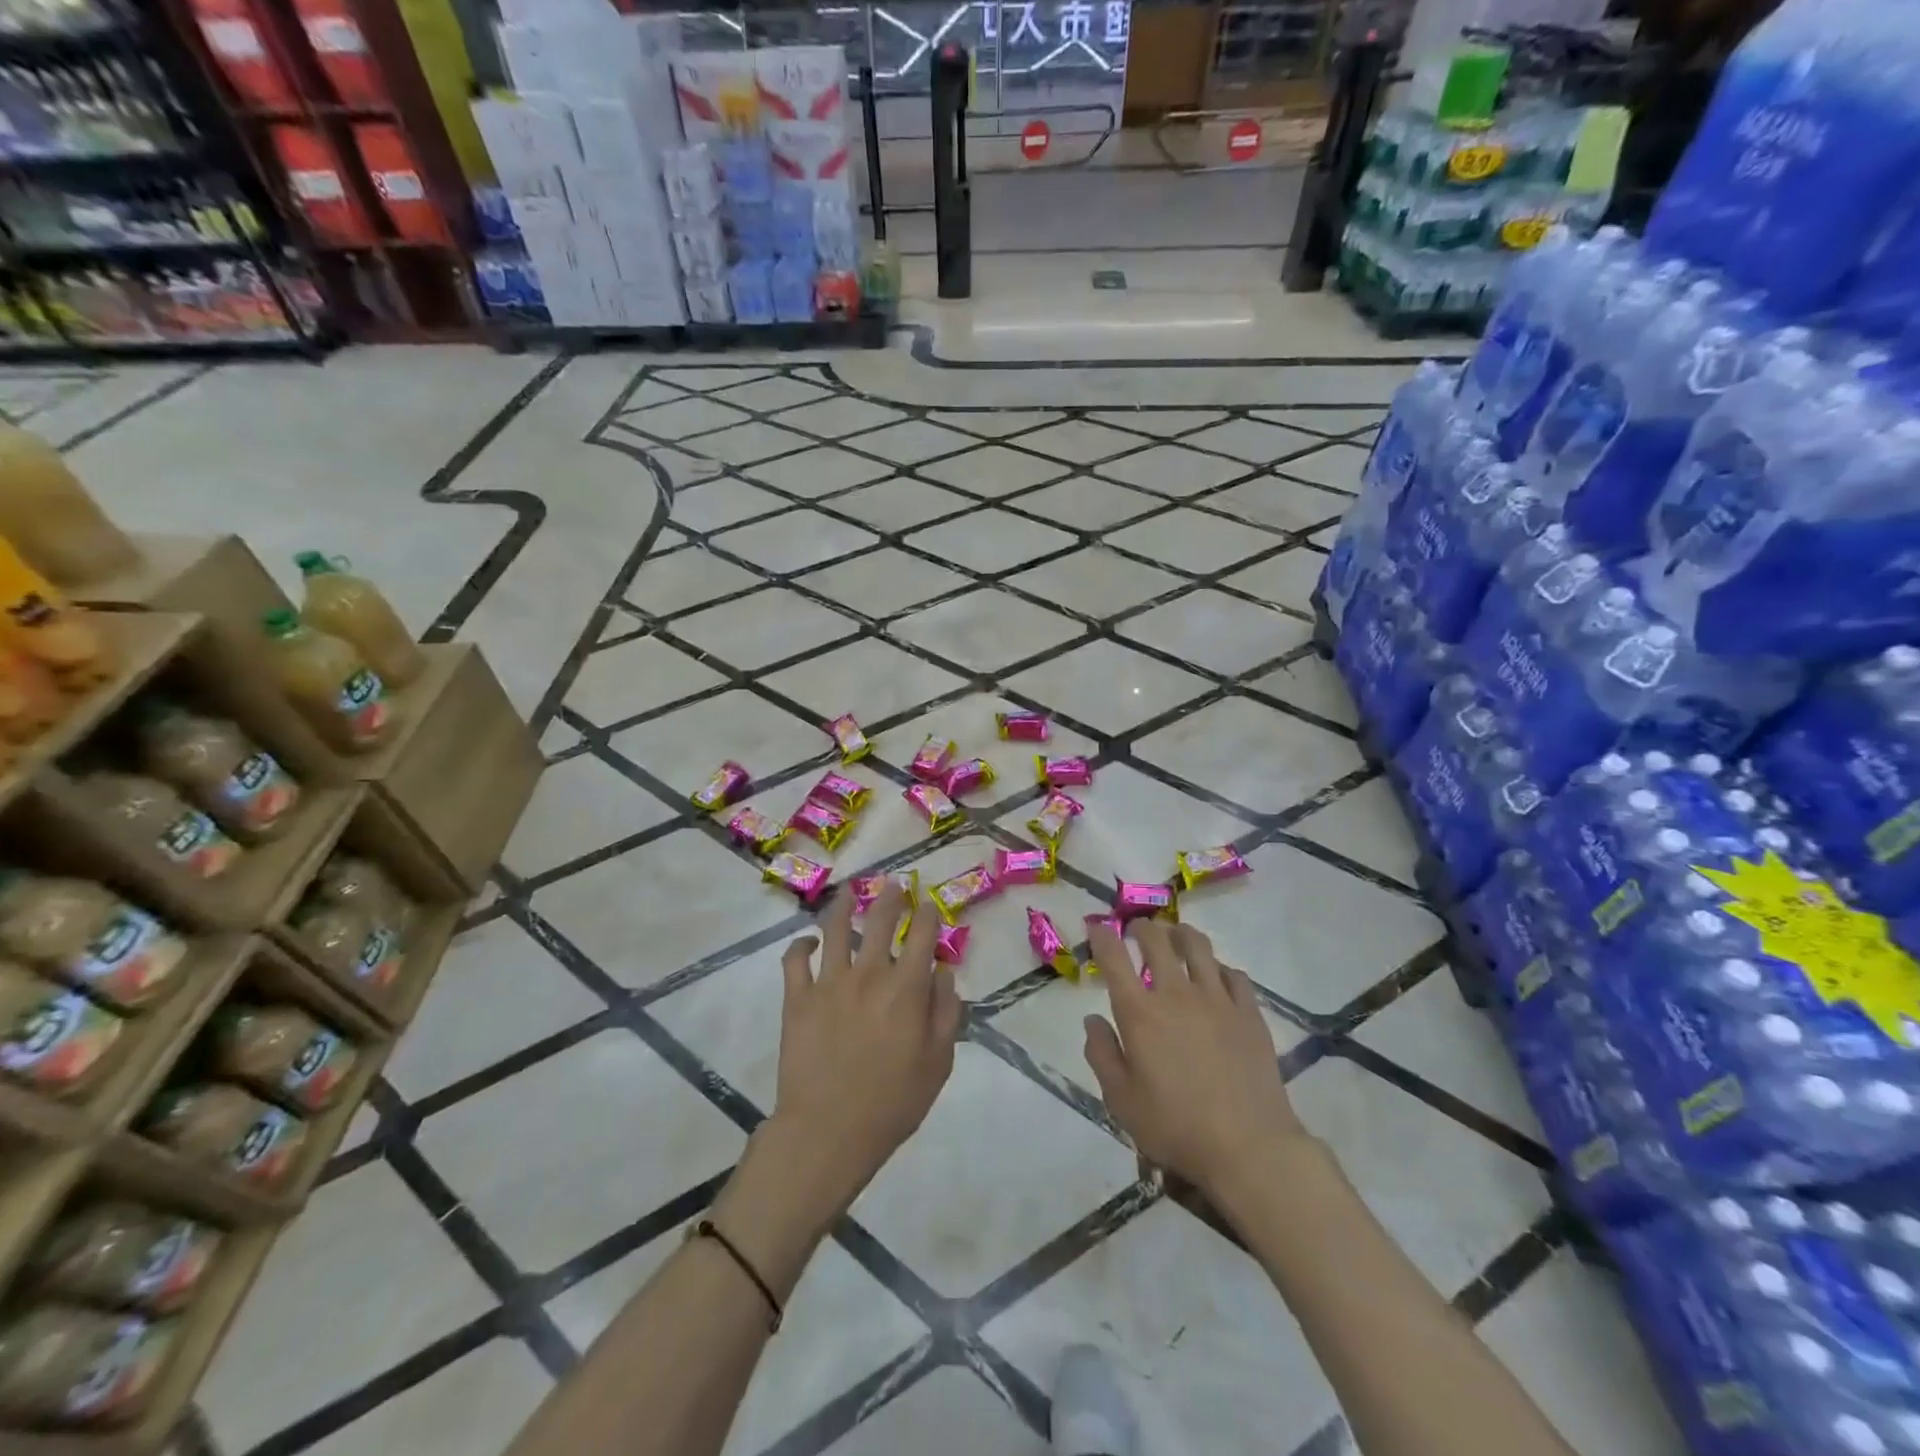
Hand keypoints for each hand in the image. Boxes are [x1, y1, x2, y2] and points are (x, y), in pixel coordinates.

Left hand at [770, 883, 962, 1212]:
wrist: (828, 1131)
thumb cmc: (892, 1102)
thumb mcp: (938, 1063)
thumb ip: (946, 1012)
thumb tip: (943, 973)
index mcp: (906, 988)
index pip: (921, 935)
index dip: (927, 914)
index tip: (928, 904)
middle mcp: (868, 974)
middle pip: (880, 921)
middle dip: (891, 897)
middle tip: (894, 883)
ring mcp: (828, 983)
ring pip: (835, 929)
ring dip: (844, 905)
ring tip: (849, 892)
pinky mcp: (797, 999)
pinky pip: (795, 960)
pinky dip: (801, 945)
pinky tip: (808, 942)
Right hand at [1082, 920, 1310, 1195]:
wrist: (1249, 1147)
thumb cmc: (1176, 1127)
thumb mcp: (1121, 1100)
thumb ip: (1102, 1054)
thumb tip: (1092, 1020)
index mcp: (1139, 1012)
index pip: (1113, 956)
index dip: (1102, 936)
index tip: (1097, 929)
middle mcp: (1176, 993)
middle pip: (1156, 939)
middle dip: (1141, 927)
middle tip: (1136, 931)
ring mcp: (1217, 999)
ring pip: (1198, 946)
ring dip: (1180, 934)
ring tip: (1175, 937)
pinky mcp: (1249, 1012)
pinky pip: (1234, 974)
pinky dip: (1219, 968)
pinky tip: (1216, 978)